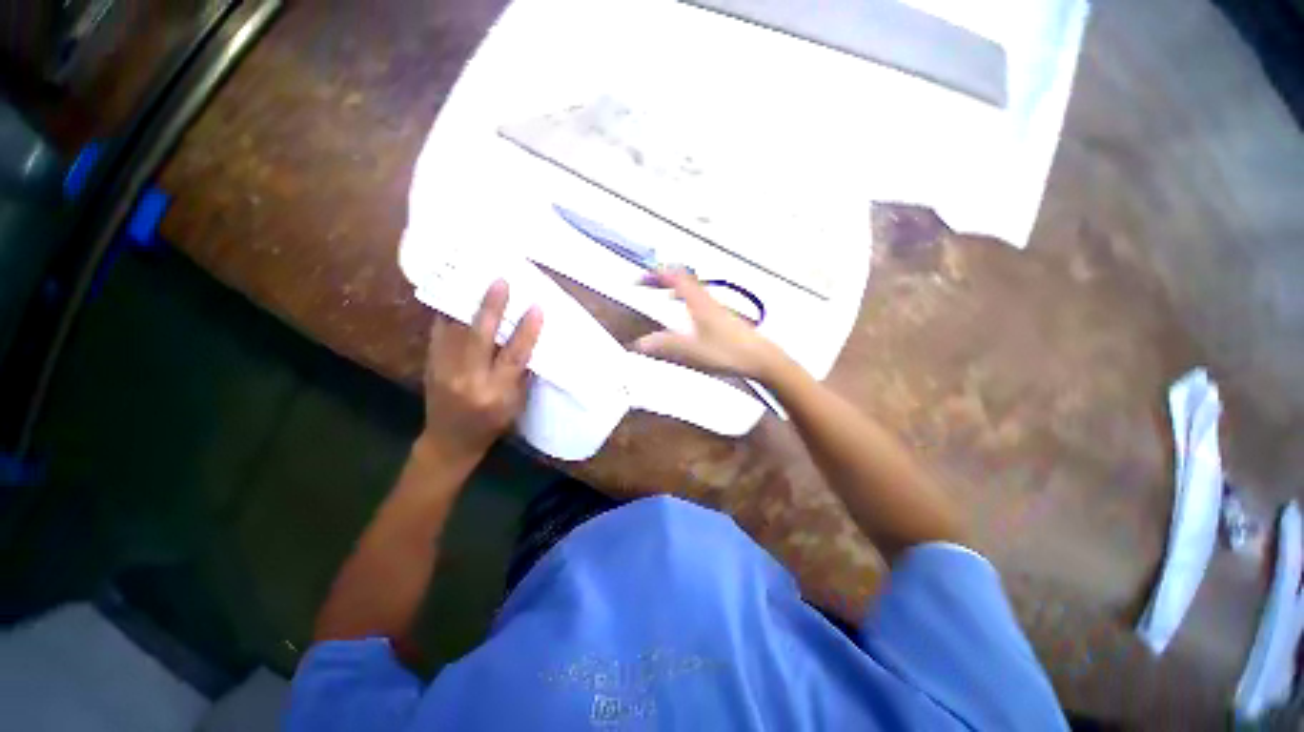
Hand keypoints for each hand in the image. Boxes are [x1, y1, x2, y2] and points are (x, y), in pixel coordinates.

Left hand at [419, 280, 542, 462]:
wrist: (450, 441)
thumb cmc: (492, 424)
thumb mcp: (515, 404)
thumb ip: (520, 373)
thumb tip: (528, 339)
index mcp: (496, 393)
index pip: (514, 356)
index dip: (527, 331)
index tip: (536, 307)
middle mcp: (468, 379)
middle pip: (480, 337)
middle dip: (491, 307)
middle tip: (500, 282)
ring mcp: (444, 370)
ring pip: (456, 330)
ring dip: (468, 303)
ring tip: (476, 279)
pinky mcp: (430, 364)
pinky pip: (439, 332)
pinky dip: (448, 312)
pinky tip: (455, 294)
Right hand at [633, 268, 782, 381]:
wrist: (761, 358)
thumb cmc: (728, 352)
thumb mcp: (692, 351)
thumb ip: (665, 345)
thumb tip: (640, 343)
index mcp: (698, 303)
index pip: (675, 278)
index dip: (655, 275)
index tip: (640, 280)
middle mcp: (707, 300)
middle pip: (684, 279)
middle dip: (664, 278)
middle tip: (649, 284)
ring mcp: (717, 308)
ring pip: (693, 290)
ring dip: (676, 288)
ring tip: (664, 295)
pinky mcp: (723, 318)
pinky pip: (700, 301)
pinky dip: (687, 300)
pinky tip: (688, 316)